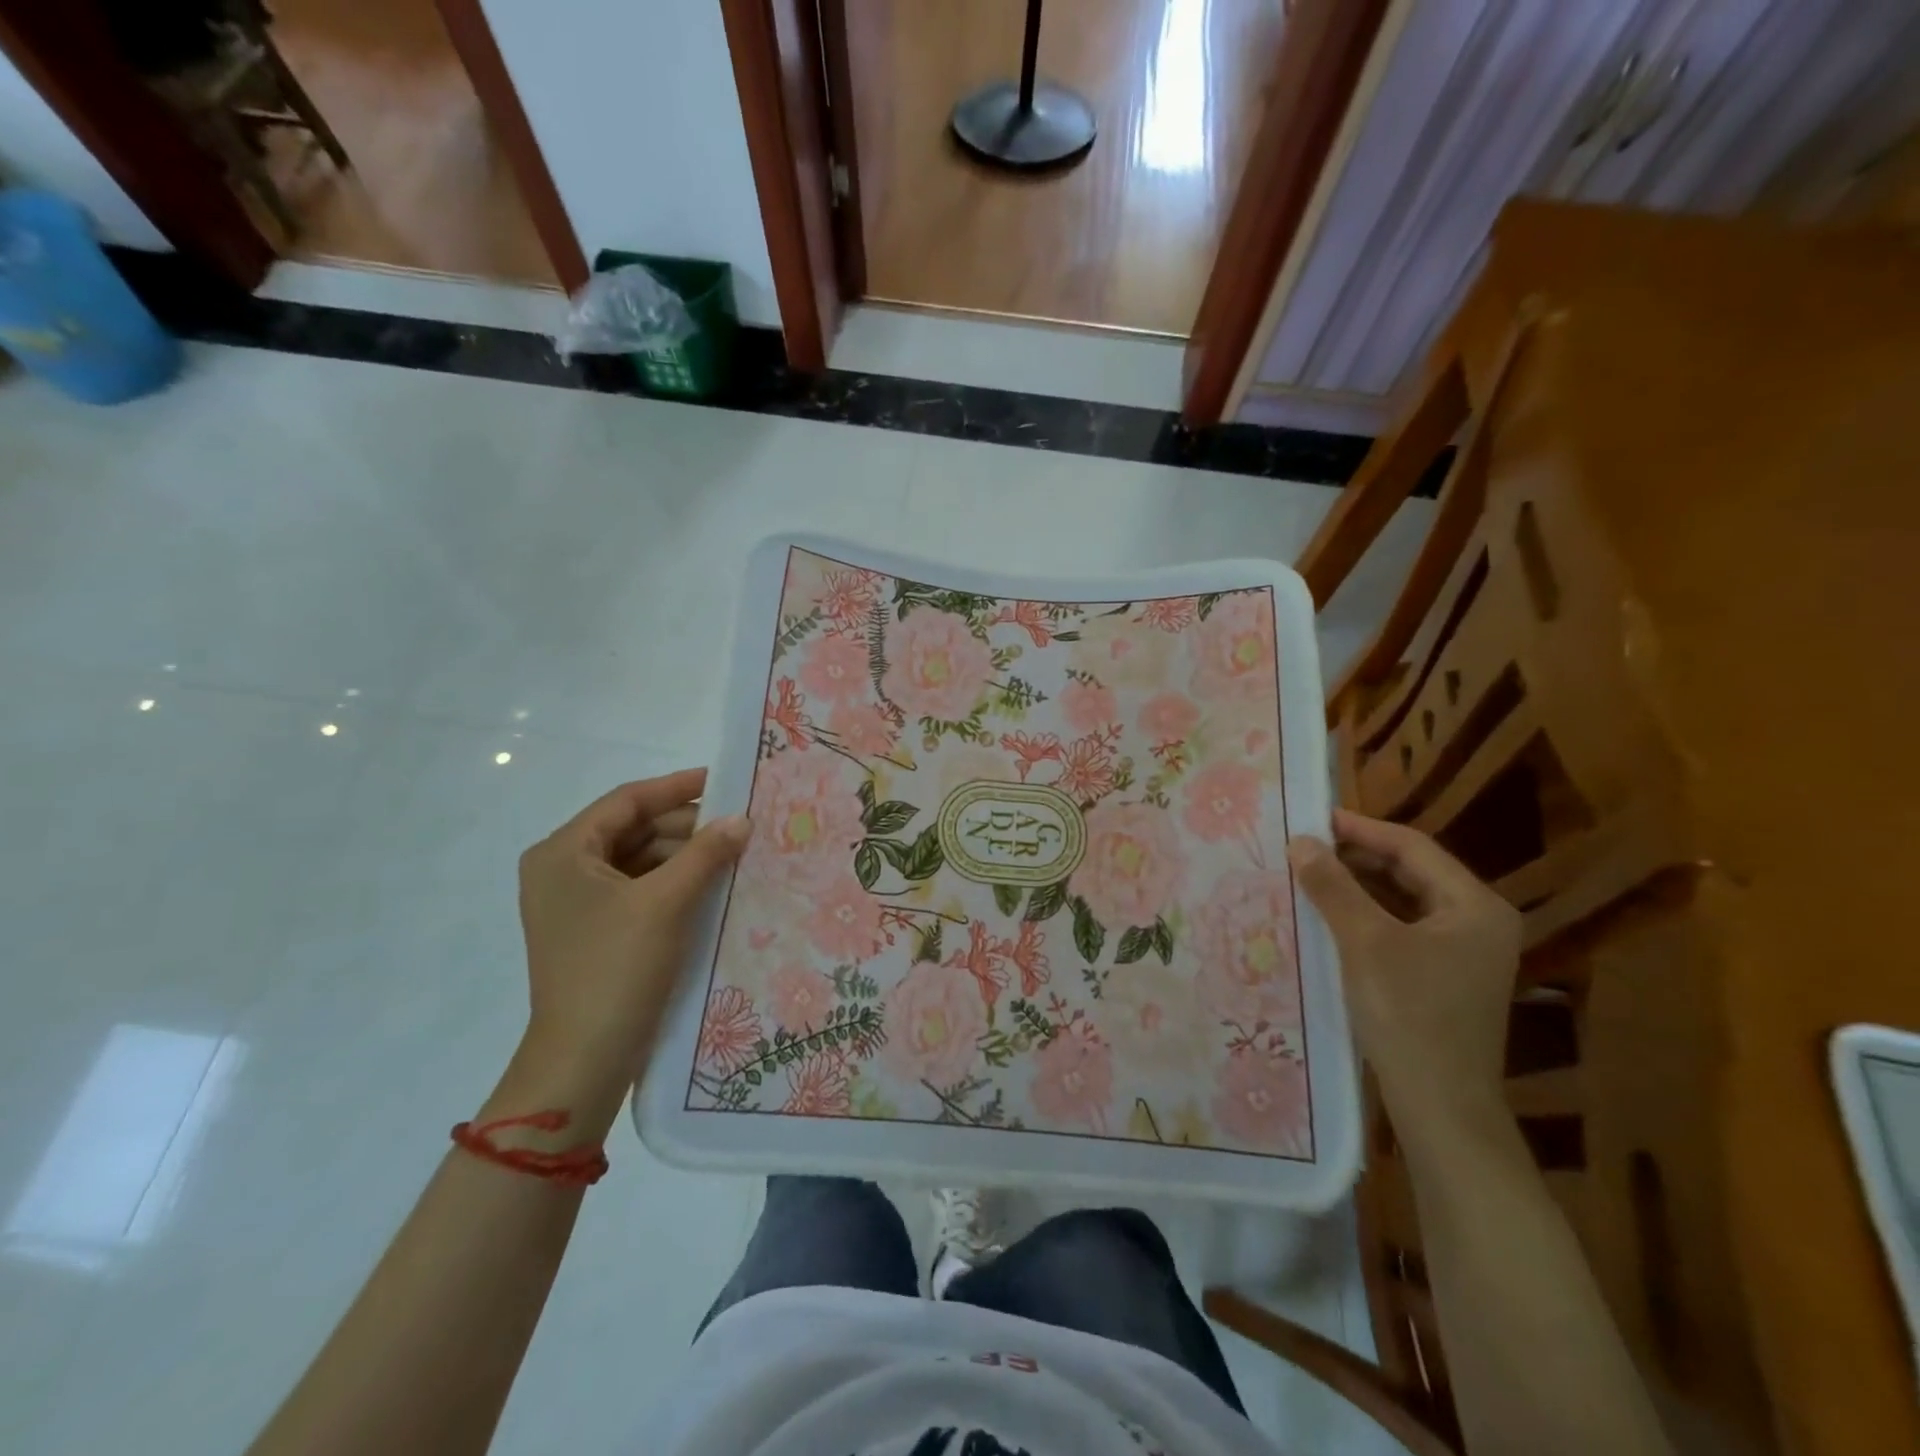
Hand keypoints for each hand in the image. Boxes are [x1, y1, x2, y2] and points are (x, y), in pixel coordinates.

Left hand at [511, 769, 748, 1104]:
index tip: (724, 781)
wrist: (584, 1060)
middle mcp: (563, 870)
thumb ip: (706, 853)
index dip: (677, 787)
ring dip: (685, 856)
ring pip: (640, 860)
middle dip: (686, 826)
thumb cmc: (616, 967)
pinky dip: (674, 883)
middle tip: (738, 823)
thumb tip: (742, 818)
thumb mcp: (665, 903)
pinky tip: (712, 884)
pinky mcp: (596, 930)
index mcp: (563, 853)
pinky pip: (639, 889)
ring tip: (734, 853)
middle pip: (633, 830)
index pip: (627, 801)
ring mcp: (578, 904)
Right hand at [1287, 809, 1520, 1142]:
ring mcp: (1463, 953)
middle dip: (1357, 857)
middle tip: (1305, 846)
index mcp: (1475, 906)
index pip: (1413, 847)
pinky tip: (1329, 915)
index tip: (1313, 818)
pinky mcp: (1444, 977)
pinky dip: (1366, 915)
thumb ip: (1333, 886)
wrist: (1441, 1107)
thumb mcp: (1364, 942)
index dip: (1361, 828)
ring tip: (1310, 873)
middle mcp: (1478, 922)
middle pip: (1411, 872)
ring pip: (1404, 900)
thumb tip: (1301, 841)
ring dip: (1358, 885)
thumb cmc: (1409, 1015)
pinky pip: (1401, 928)